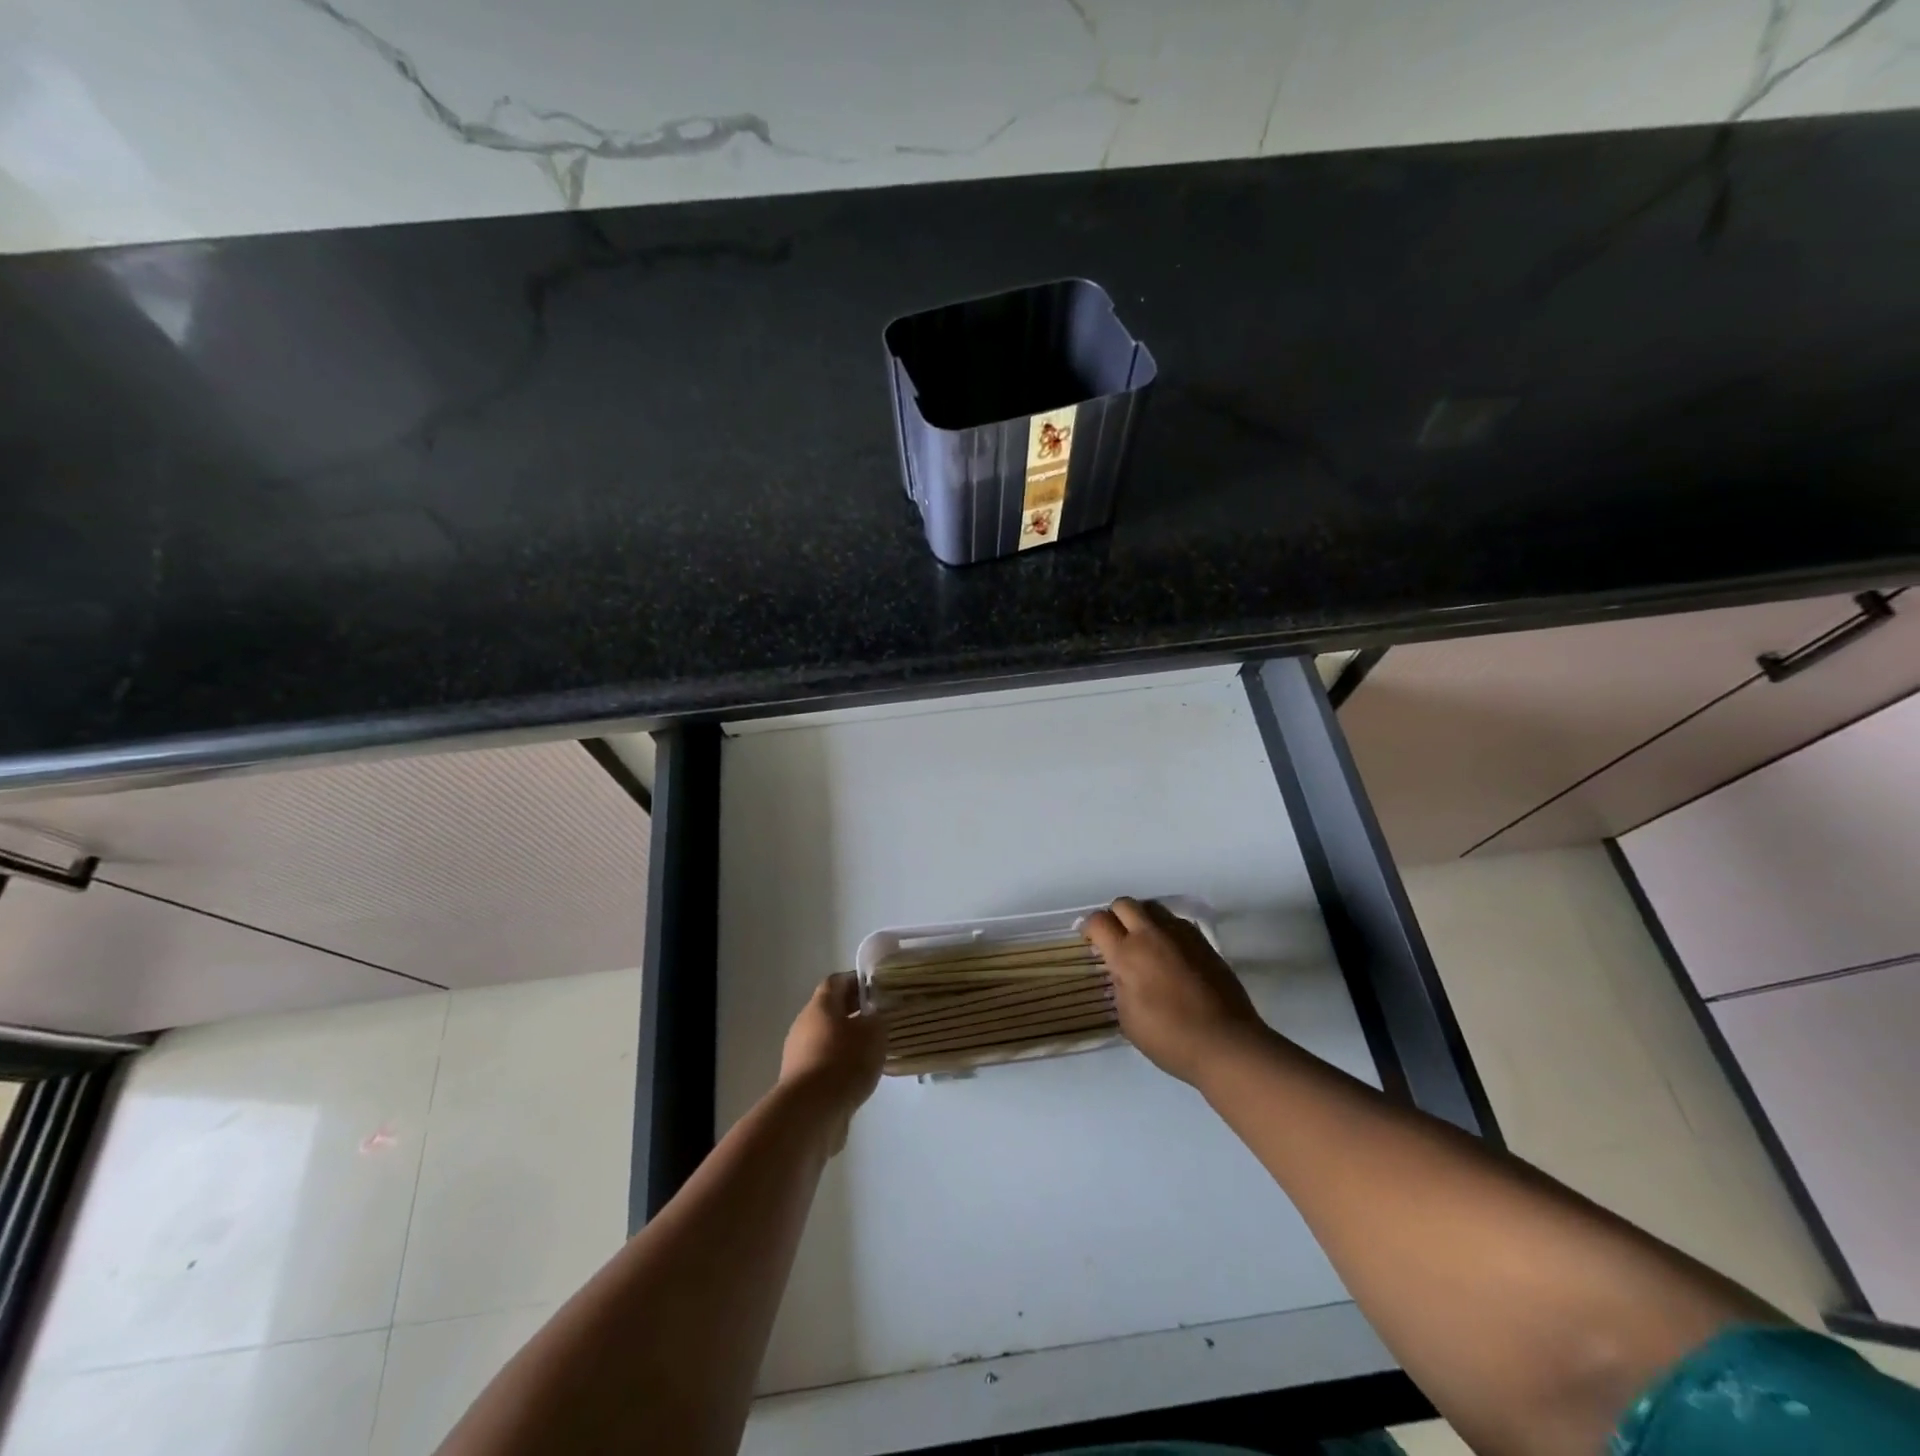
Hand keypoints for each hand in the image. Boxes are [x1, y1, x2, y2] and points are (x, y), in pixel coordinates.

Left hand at [779, 973, 888, 1150]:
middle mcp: (804, 1025)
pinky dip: (840, 1063)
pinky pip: (824, 1062)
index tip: (876, 987)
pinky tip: (858, 1075)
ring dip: (847, 1040)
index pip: (837, 982)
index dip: (856, 981)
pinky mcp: (800, 1081)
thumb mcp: (873, 1033)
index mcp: (820, 1006)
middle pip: (830, 1010)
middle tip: (879, 1017)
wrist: (811, 1112)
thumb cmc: (843, 1061)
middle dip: (854, 1011)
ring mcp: (799, 1054)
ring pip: (827, 1038)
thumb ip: (877, 1019)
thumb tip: (873, 1017)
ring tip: (873, 1049)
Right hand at [1083, 897, 1266, 1084]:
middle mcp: (1151, 935)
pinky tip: (1170, 953)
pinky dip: (1165, 930)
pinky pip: (1176, 922)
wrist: (1226, 1043)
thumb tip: (1122, 973)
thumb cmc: (1170, 1038)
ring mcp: (1180, 935)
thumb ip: (1119, 987)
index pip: (1099, 921)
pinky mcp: (1203, 941)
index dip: (1089, 928)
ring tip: (1144, 942)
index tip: (1091, 941)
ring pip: (1152, 907)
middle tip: (1116, 939)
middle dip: (1114, 916)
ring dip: (1141, 918)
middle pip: (1124, 903)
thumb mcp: (1128, 1020)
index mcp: (1127, 954)